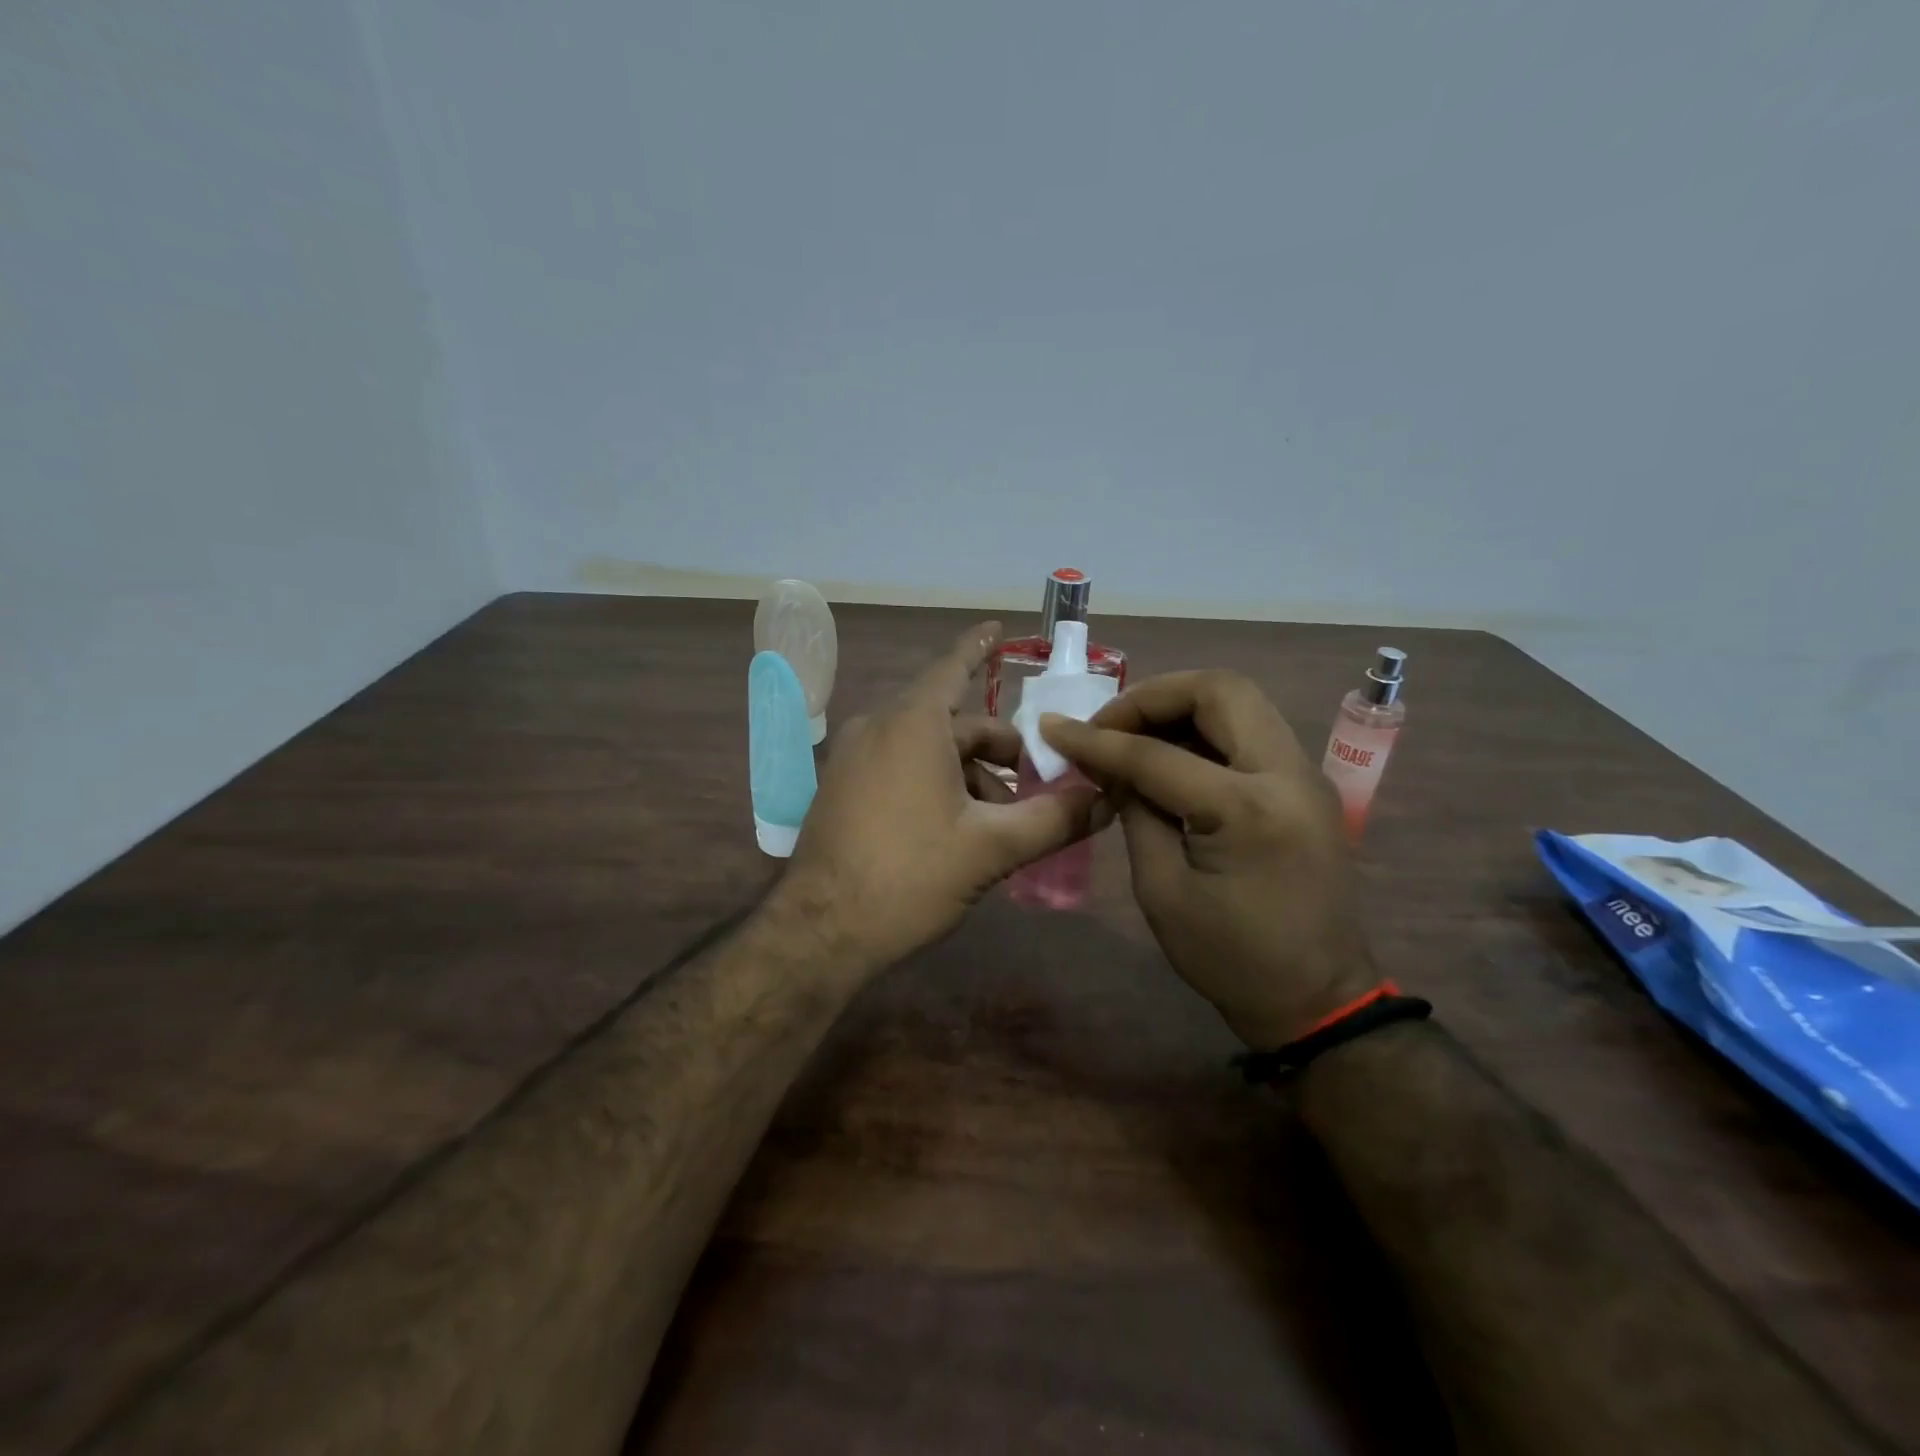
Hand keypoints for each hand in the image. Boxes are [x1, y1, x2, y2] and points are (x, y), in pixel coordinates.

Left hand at [776, 622, 1101, 972]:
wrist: (822, 931)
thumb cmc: (910, 876)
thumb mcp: (992, 848)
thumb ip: (1055, 820)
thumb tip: (1105, 800)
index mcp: (912, 724)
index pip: (953, 668)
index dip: (980, 648)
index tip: (998, 628)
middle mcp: (877, 728)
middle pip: (951, 722)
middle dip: (997, 749)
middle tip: (1038, 785)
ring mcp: (853, 758)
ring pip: (926, 749)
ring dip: (970, 774)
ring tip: (1003, 822)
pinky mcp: (842, 789)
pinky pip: (900, 767)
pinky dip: (936, 782)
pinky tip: (959, 828)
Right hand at [1040, 671, 1374, 1047]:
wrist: (1317, 998)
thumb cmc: (1230, 959)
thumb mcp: (1162, 890)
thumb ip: (1136, 811)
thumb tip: (1108, 763)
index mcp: (1248, 810)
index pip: (1157, 754)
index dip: (1097, 740)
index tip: (1054, 729)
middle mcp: (1288, 774)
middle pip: (1220, 689)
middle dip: (1153, 696)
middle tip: (1109, 726)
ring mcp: (1306, 775)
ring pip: (1240, 701)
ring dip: (1180, 707)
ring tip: (1133, 737)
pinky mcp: (1306, 784)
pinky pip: (1251, 730)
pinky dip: (1204, 729)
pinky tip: (1170, 757)